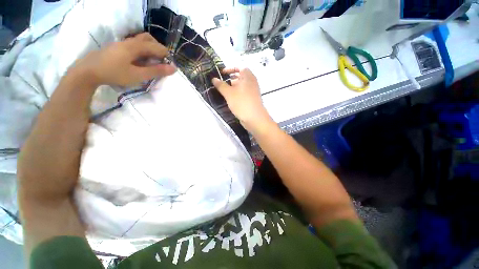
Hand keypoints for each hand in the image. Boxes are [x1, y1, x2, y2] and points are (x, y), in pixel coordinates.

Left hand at [73, 32, 175, 86]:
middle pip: (148, 39)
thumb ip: (156, 71)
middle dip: (158, 49)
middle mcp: (129, 41)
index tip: (170, 66)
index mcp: (135, 46)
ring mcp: (122, 43)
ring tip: (152, 62)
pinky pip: (134, 45)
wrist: (87, 71)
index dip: (166, 56)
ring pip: (140, 40)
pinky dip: (142, 51)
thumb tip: (173, 69)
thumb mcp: (138, 75)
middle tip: (162, 62)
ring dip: (150, 49)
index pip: (157, 47)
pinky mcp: (117, 47)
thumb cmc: (114, 73)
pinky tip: (140, 61)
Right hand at [212, 68, 273, 133]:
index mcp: (248, 76)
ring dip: (233, 87)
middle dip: (231, 78)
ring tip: (225, 91)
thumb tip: (214, 79)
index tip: (222, 73)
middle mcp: (252, 82)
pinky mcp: (252, 99)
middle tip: (222, 83)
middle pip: (241, 77)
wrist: (254, 118)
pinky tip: (231, 99)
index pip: (240, 67)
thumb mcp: (229, 93)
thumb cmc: (241, 102)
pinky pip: (244, 93)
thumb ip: (221, 85)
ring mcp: (253, 91)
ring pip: (242, 86)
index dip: (231, 68)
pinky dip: (237, 93)